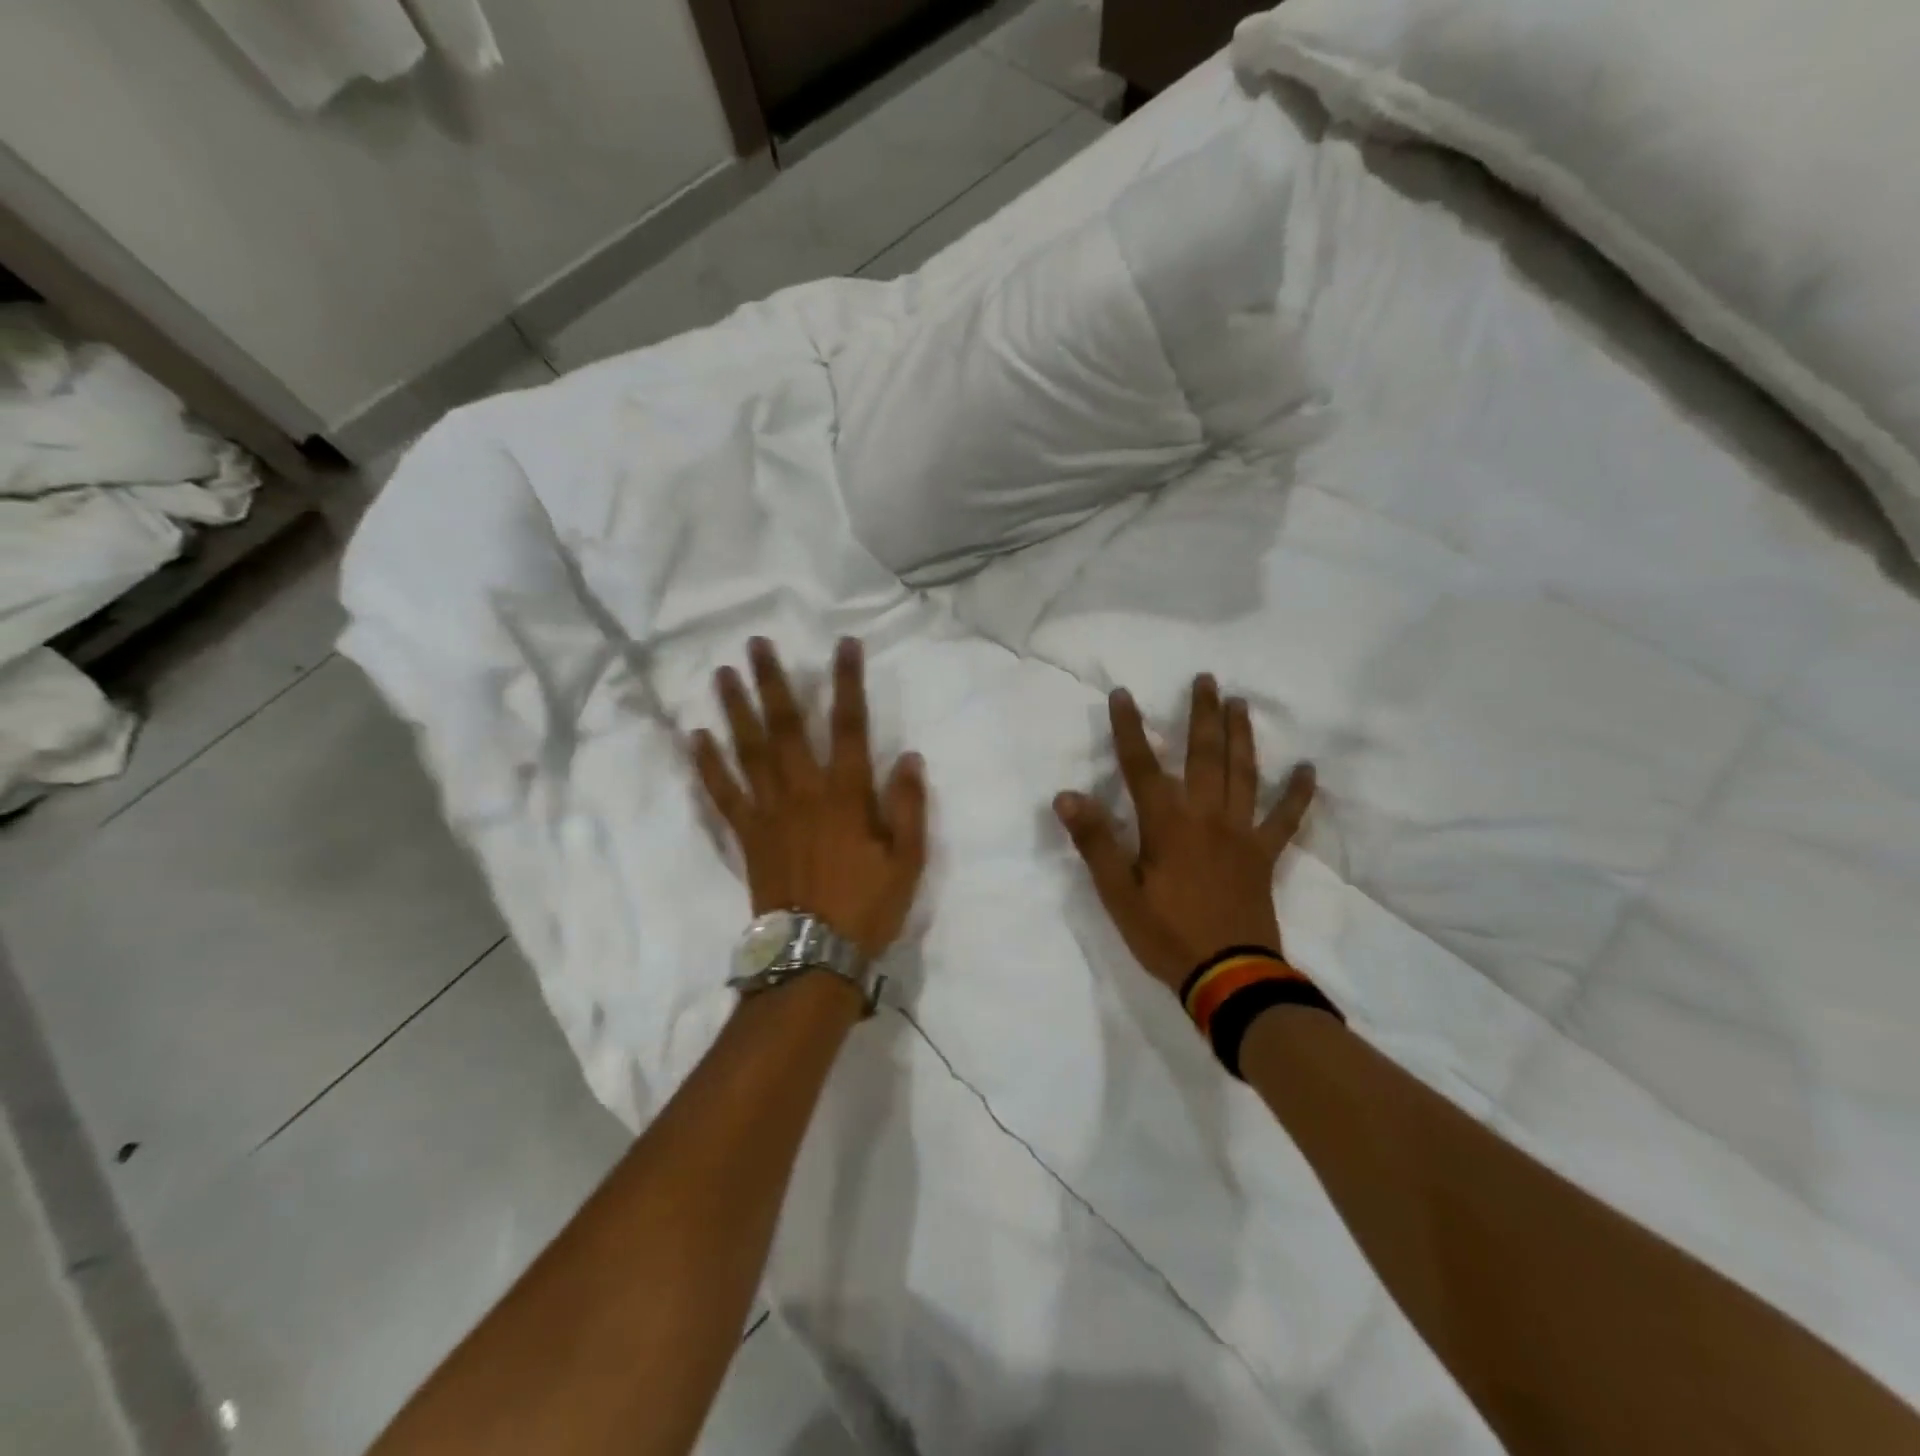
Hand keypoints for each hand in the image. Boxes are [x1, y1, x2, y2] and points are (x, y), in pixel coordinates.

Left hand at [692, 637, 927, 958]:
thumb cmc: (867, 905)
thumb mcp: (907, 860)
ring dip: (736, 709)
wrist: (814, 954)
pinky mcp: (747, 834)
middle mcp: (803, 792)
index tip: (843, 645)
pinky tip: (696, 737)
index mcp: (846, 796)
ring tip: (722, 674)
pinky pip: (723, 793)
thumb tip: (909, 756)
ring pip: (749, 750)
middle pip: (786, 727)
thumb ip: (908, 806)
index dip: (848, 683)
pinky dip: (708, 764)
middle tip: (757, 644)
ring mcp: (769, 812)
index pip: (850, 726)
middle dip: (773, 682)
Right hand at [1054, 675, 1314, 991]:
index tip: (1122, 695)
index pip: (1141, 765)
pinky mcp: (1264, 855)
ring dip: (1241, 736)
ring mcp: (1241, 833)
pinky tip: (1308, 769)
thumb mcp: (1118, 893)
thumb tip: (1066, 795)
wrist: (1228, 976)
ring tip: (1241, 704)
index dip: (1128, 728)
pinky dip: (1298, 793)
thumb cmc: (1165, 933)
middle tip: (1206, 679)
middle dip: (1202, 714)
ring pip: (1243, 773)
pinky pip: (1286, 819)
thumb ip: (1094, 841)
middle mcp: (1206, 816)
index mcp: (1167, 824)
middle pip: (1204, 755)